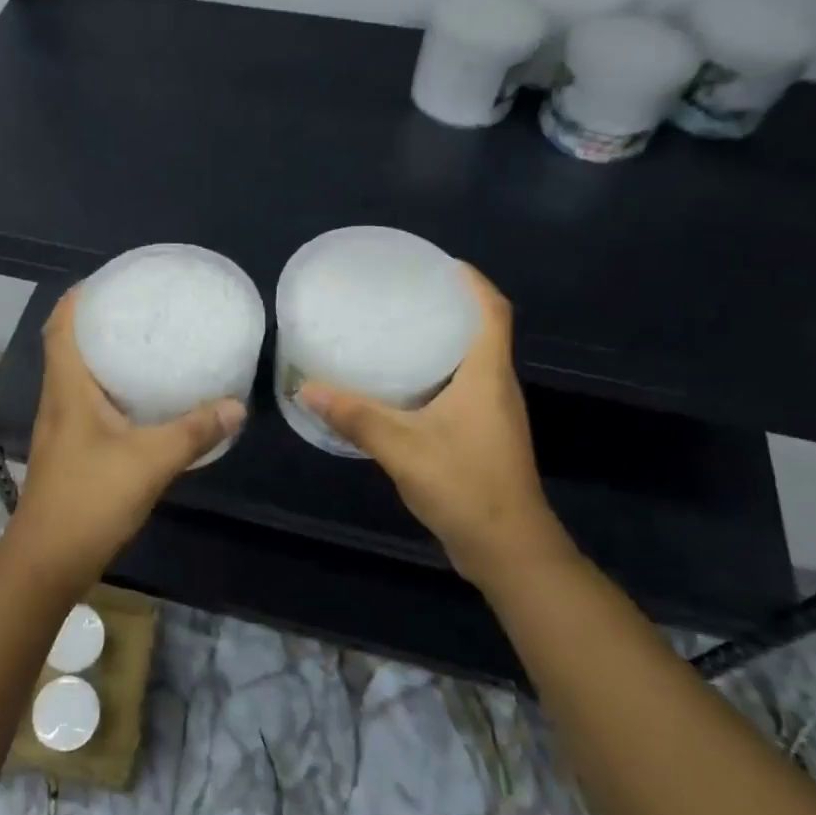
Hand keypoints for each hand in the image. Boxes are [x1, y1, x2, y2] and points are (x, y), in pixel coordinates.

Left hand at [10, 285, 244, 586]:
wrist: (48, 562)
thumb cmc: (89, 499)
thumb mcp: (150, 461)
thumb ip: (194, 432)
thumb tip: (236, 405)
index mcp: (68, 389)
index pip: (60, 327)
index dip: (78, 298)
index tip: (110, 280)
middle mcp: (59, 402)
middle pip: (69, 347)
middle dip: (99, 323)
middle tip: (141, 309)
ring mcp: (62, 429)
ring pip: (80, 378)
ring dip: (106, 358)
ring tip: (146, 345)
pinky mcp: (71, 453)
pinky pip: (90, 406)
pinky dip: (113, 392)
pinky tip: (144, 402)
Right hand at [298, 264, 570, 589]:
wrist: (507, 549)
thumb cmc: (465, 486)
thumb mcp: (402, 447)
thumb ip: (355, 416)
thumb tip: (307, 388)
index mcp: (487, 376)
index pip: (493, 311)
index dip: (472, 282)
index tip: (440, 264)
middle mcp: (496, 387)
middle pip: (481, 332)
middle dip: (448, 308)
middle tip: (403, 296)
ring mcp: (493, 415)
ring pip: (471, 363)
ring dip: (441, 342)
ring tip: (396, 332)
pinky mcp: (484, 437)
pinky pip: (462, 390)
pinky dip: (436, 376)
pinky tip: (401, 387)